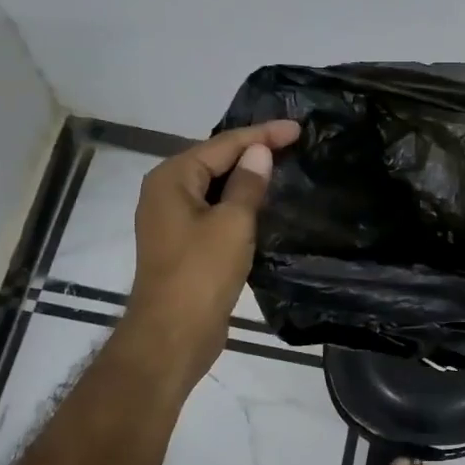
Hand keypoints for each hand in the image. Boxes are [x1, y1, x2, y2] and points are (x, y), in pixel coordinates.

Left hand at [125, 119, 300, 393]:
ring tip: (284, 166)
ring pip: (215, 187)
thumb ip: (247, 183)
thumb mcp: (232, 223)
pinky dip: (239, 203)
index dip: (262, 135)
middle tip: (294, 143)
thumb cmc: (201, 274)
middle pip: (215, 161)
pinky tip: (264, 204)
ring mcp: (172, 220)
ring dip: (247, 178)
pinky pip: (215, 210)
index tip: (298, 129)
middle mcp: (166, 192)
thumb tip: (259, 152)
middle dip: (253, 151)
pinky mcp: (184, 244)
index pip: (223, 144)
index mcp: (172, 178)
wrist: (172, 336)